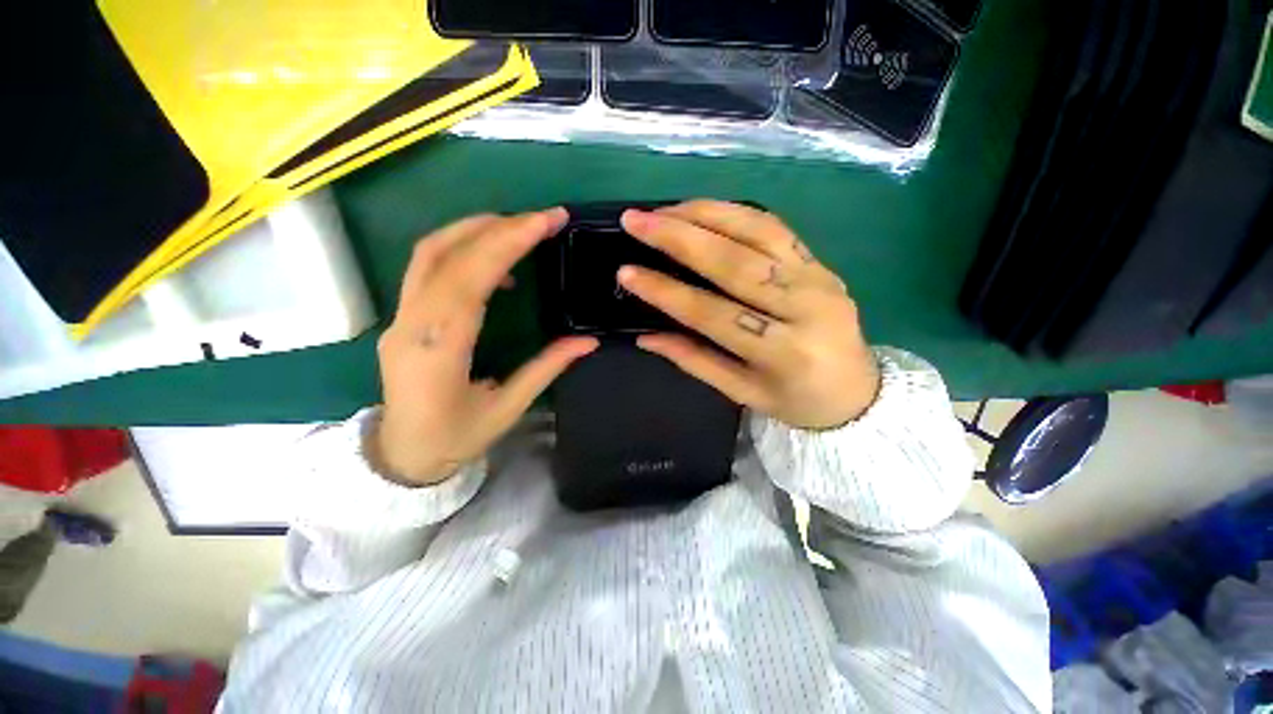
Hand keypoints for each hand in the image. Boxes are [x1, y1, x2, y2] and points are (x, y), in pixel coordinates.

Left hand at [371, 209, 597, 485]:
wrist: (401, 455)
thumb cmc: (456, 438)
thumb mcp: (508, 409)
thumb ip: (547, 368)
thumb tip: (588, 341)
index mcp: (440, 350)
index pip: (471, 279)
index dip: (507, 243)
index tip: (544, 221)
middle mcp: (413, 324)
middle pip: (449, 255)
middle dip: (500, 228)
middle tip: (543, 218)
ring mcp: (400, 317)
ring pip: (430, 253)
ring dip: (475, 229)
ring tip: (519, 227)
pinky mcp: (402, 316)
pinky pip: (427, 267)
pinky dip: (462, 250)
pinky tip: (494, 263)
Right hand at [618, 200, 879, 430]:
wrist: (860, 393)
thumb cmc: (796, 401)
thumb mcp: (742, 392)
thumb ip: (694, 361)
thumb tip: (646, 338)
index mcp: (783, 353)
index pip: (713, 313)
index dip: (666, 292)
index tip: (626, 272)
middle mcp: (804, 307)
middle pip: (735, 262)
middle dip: (679, 237)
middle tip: (636, 220)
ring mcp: (817, 277)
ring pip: (757, 232)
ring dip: (705, 214)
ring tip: (663, 210)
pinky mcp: (821, 262)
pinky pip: (775, 227)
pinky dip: (735, 213)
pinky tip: (704, 209)